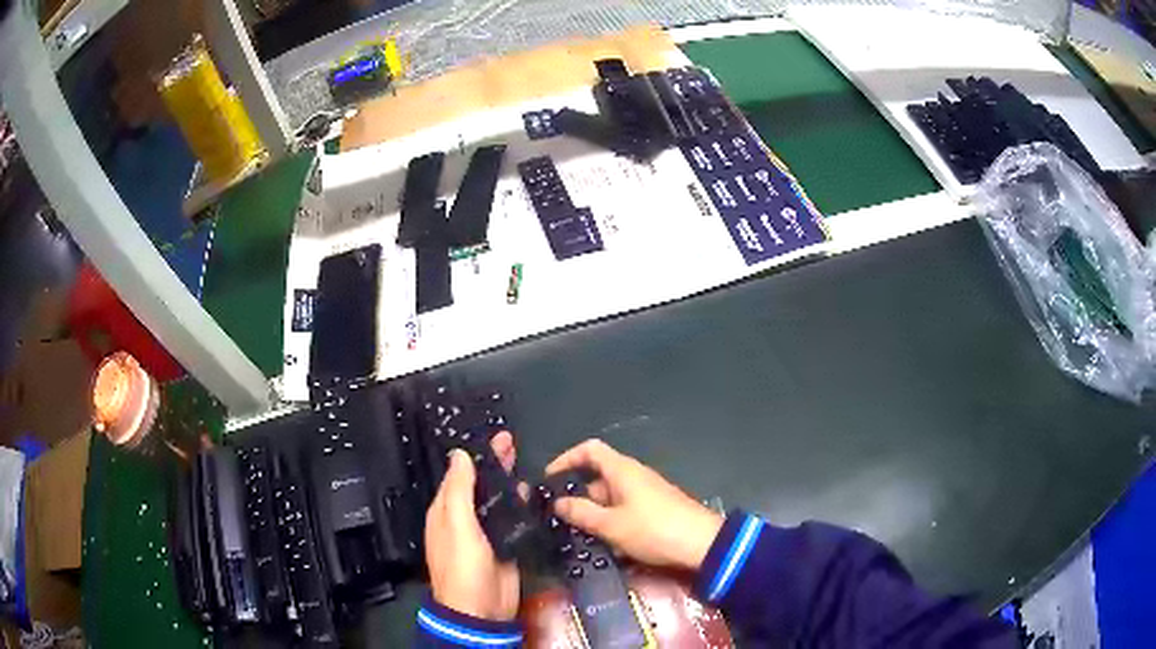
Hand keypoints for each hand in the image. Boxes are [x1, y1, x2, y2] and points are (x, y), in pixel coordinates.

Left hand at [425, 432, 519, 619]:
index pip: (460, 475)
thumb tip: (459, 454)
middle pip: (480, 485)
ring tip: (522, 460)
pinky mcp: (505, 545)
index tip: (493, 436)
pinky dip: (520, 504)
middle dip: (493, 464)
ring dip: (507, 482)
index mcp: (446, 511)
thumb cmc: (463, 564)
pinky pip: (512, 519)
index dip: (476, 455)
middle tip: (511, 441)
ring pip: (497, 500)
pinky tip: (531, 492)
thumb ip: (459, 489)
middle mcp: (464, 518)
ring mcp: (486, 533)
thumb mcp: (457, 523)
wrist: (481, 609)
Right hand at [547, 439, 723, 571]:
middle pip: (597, 478)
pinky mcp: (655, 510)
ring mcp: (646, 493)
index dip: (567, 459)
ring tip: (583, 540)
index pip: (589, 450)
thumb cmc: (653, 529)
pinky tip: (611, 547)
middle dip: (579, 499)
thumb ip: (581, 513)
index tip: (549, 479)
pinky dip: (613, 524)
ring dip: (595, 517)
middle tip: (560, 522)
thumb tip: (558, 503)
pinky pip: (625, 511)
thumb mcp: (611, 525)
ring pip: (610, 500)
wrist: (702, 545)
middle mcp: (633, 476)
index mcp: (622, 470)